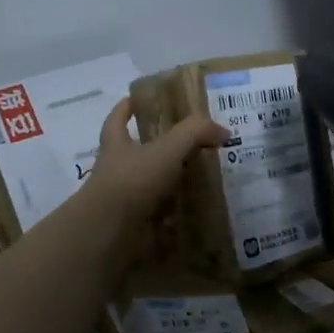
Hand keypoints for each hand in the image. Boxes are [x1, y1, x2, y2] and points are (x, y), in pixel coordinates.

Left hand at [85, 96, 227, 226]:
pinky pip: (158, 217)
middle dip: (157, 149)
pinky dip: (175, 217)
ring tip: (201, 181)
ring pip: (148, 186)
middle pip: (135, 153)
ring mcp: (122, 199)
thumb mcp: (168, 148)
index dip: (126, 108)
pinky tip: (196, 214)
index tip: (136, 101)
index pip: (117, 119)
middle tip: (189, 145)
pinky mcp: (132, 225)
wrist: (109, 232)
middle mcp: (116, 170)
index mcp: (117, 145)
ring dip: (170, 184)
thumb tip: (223, 131)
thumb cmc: (132, 180)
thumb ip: (195, 132)